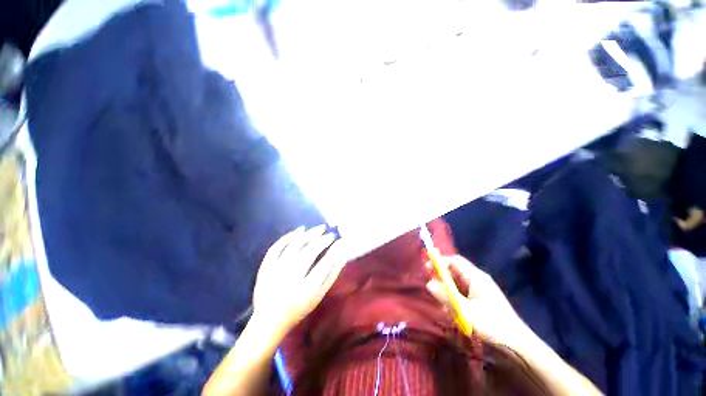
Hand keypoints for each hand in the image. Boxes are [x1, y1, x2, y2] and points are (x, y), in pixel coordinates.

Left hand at [253, 225, 347, 333]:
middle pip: (309, 252)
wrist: (269, 320)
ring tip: (319, 228)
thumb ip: (332, 274)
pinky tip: (300, 230)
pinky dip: (288, 236)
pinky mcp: (265, 267)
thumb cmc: (299, 307)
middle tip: (330, 233)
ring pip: (294, 246)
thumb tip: (342, 254)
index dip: (333, 250)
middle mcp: (290, 279)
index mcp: (306, 290)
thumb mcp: (319, 295)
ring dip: (308, 234)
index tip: (339, 240)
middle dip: (322, 240)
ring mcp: (275, 272)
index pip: (323, 264)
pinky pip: (276, 247)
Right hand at [426, 255, 528, 347]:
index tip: (427, 268)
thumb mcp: (465, 311)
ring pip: (457, 283)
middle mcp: (477, 279)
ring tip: (445, 306)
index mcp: (475, 277)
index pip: (454, 260)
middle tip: (432, 288)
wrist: (518, 345)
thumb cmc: (492, 325)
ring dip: (448, 291)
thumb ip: (446, 296)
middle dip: (442, 278)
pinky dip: (455, 299)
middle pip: (454, 270)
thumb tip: (429, 283)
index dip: (439, 261)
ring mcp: (479, 290)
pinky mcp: (480, 299)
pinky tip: (455, 312)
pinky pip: (462, 293)